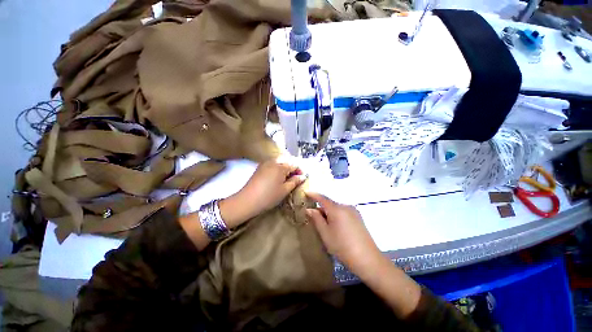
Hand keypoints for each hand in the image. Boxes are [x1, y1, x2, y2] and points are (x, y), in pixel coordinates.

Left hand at [219, 158, 306, 227]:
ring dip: (285, 167)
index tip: (302, 178)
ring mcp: (265, 163)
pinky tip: (276, 177)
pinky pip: (272, 164)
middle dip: (292, 167)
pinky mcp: (260, 167)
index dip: (300, 170)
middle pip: (287, 160)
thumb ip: (295, 181)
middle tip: (294, 178)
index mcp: (281, 166)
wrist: (247, 200)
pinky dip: (277, 168)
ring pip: (279, 161)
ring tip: (286, 178)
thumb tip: (303, 176)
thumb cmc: (269, 196)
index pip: (295, 164)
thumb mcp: (284, 190)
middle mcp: (273, 161)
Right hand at [305, 192, 381, 276]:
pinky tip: (335, 227)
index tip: (305, 192)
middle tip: (313, 218)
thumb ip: (316, 219)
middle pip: (329, 204)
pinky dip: (336, 216)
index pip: (322, 198)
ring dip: (328, 213)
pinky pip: (343, 212)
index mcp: (337, 209)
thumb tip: (310, 209)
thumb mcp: (325, 233)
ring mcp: (354, 211)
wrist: (368, 259)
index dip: (313, 194)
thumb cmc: (342, 247)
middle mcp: (346, 206)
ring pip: (336, 208)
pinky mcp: (358, 217)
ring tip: (324, 225)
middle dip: (321, 208)